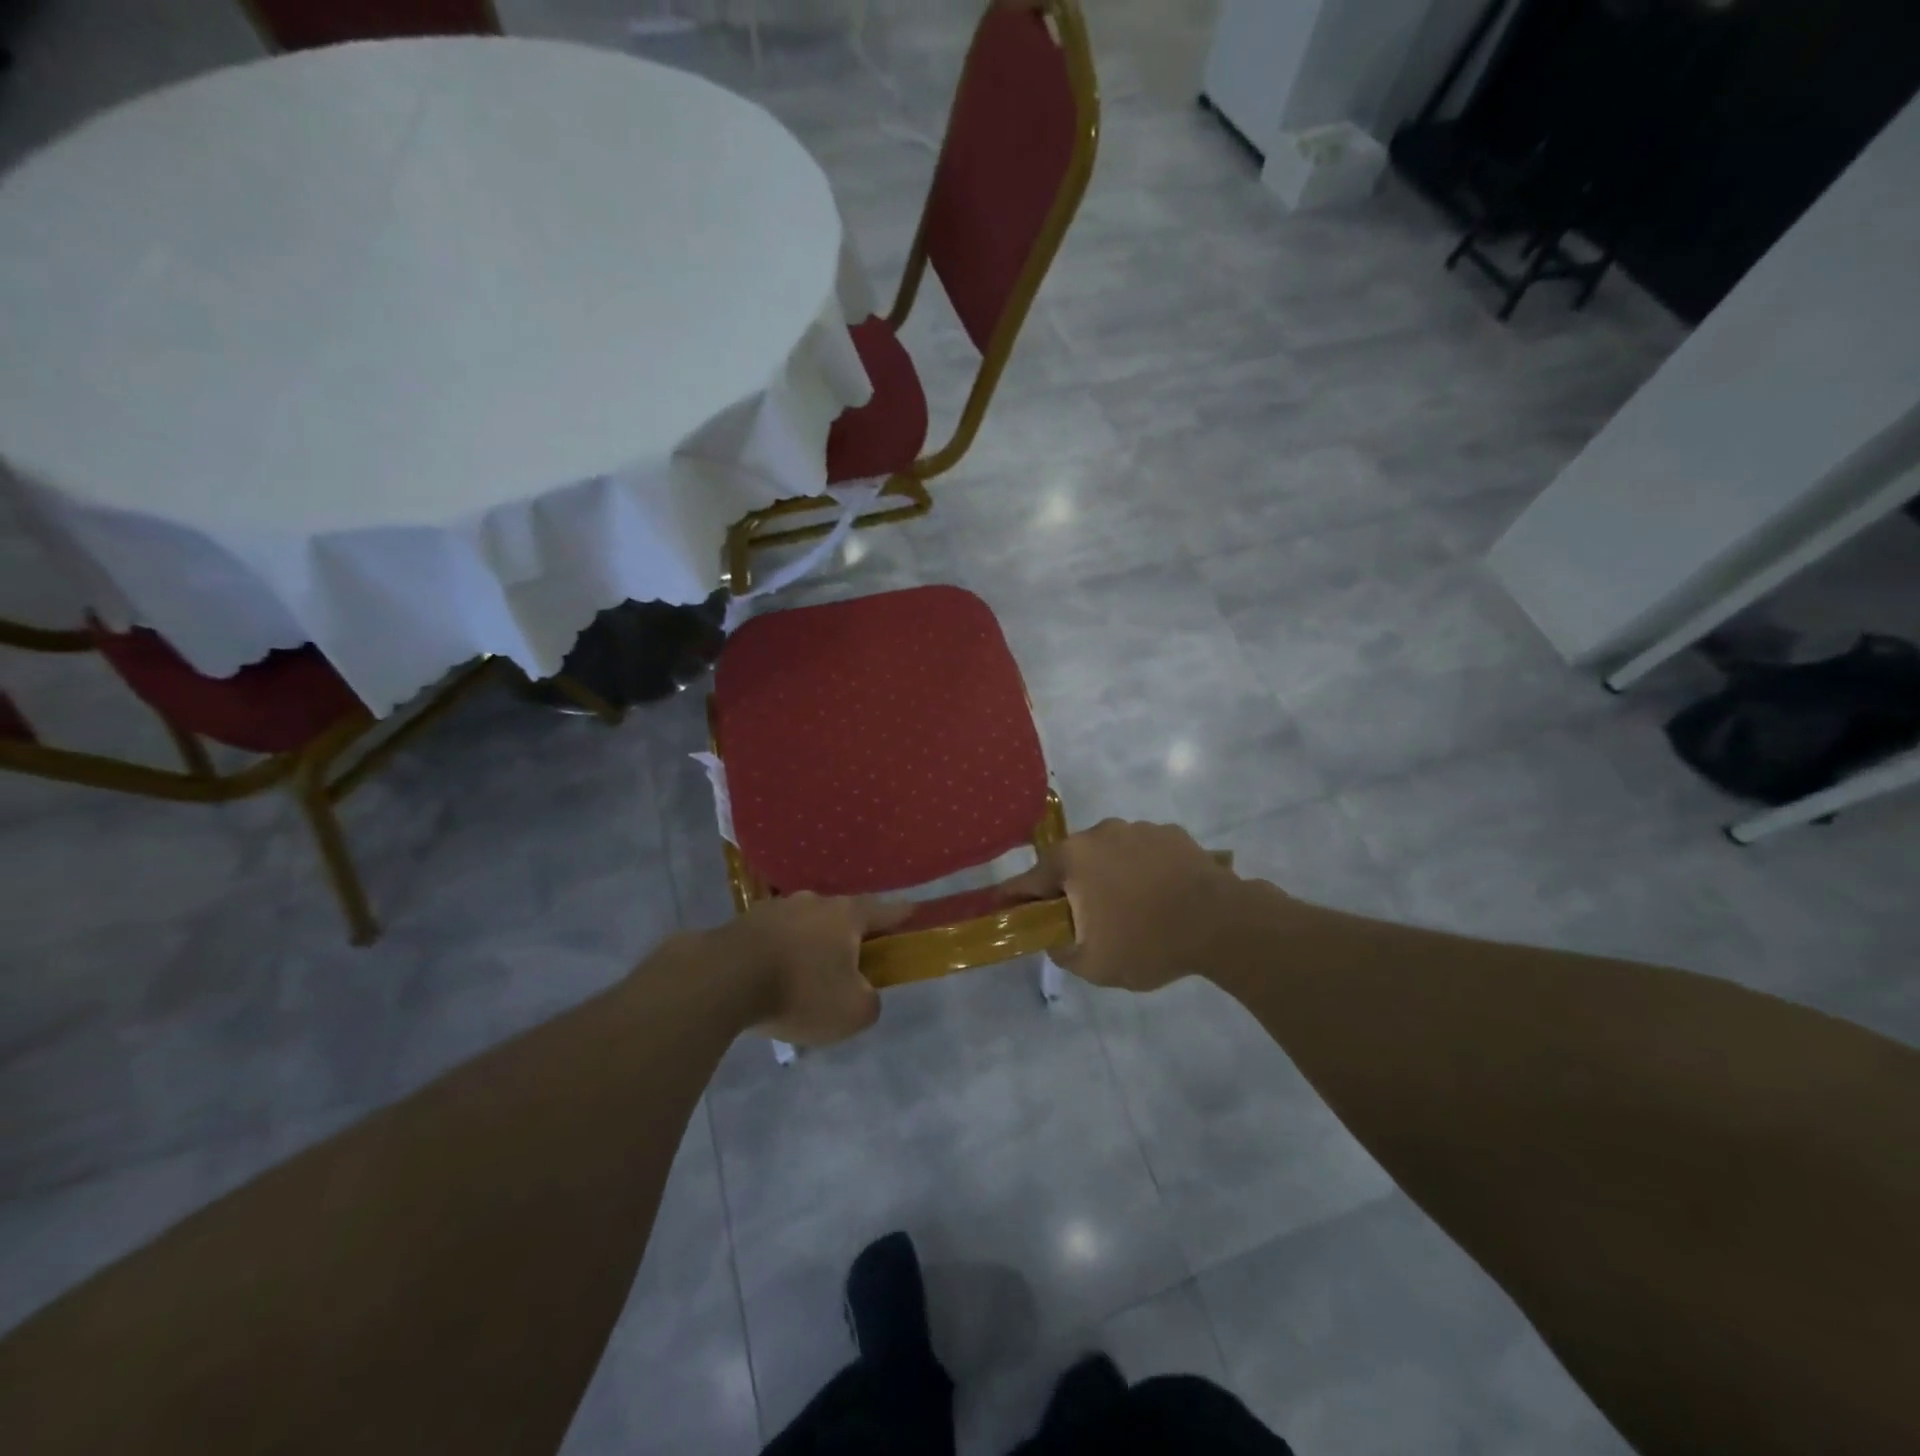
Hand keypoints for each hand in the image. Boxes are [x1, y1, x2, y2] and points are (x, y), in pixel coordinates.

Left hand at [707, 893, 909, 1045]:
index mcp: (847, 915)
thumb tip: (864, 994)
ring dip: (810, 944)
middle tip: (852, 961)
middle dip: (849, 936)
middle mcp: (814, 902)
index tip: (914, 913)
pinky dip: (779, 953)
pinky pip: (773, 937)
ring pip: (805, 924)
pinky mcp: (743, 923)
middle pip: (842, 916)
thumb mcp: (852, 1012)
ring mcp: (775, 908)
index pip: (885, 909)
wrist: (722, 979)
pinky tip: (771, 977)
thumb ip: (870, 1002)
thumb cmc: (799, 990)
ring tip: (805, 975)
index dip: (902, 914)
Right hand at [1003, 819, 1251, 992]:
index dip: (1014, 897)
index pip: (1028, 880)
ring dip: (1109, 876)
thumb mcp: (1092, 963)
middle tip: (1084, 920)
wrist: (1221, 922)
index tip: (1004, 907)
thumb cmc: (1147, 942)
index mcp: (1072, 859)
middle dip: (1071, 888)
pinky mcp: (1170, 833)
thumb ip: (1059, 948)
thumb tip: (1052, 934)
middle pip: (1071, 863)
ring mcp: (1138, 828)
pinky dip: (1142, 870)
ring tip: (1131, 909)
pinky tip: (1160, 895)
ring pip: (1108, 855)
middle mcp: (1099, 833)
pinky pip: (1143, 852)